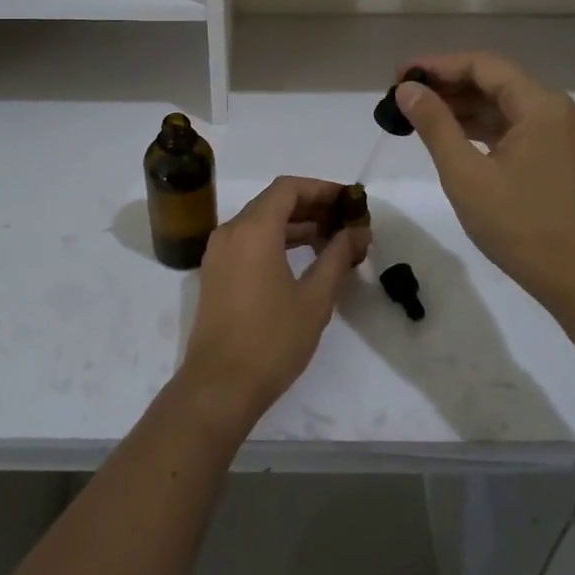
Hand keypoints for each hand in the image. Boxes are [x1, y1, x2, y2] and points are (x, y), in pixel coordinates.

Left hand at [178, 177, 370, 428]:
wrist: (219, 386)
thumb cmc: (272, 340)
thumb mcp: (315, 298)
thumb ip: (337, 257)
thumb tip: (359, 232)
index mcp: (253, 229)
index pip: (288, 188)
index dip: (321, 189)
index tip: (348, 201)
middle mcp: (231, 232)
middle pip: (273, 202)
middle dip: (311, 206)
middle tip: (345, 220)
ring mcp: (219, 253)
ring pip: (260, 222)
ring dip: (294, 224)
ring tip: (330, 239)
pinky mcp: (215, 273)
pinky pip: (248, 241)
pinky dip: (275, 240)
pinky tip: (302, 259)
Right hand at [396, 52, 574, 308]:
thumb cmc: (521, 227)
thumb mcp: (466, 175)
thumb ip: (435, 125)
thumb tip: (407, 89)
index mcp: (540, 105)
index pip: (482, 65)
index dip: (437, 65)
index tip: (398, 77)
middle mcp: (554, 109)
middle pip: (494, 80)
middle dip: (447, 85)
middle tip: (402, 97)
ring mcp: (559, 134)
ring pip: (502, 105)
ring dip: (461, 107)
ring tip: (416, 116)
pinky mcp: (556, 156)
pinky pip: (512, 128)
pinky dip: (480, 128)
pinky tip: (449, 137)